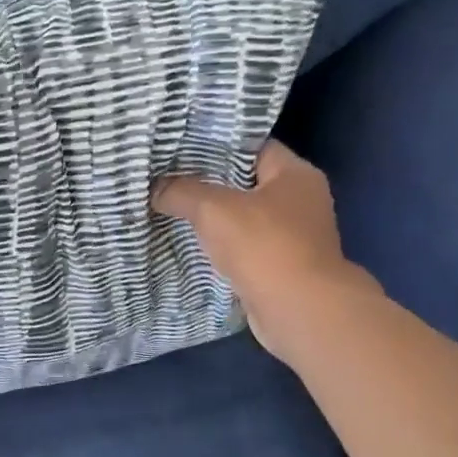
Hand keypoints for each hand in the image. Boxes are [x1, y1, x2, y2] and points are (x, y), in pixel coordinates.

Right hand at [151, 139, 376, 363]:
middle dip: (209, 184)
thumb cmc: (264, 246)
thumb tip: (156, 188)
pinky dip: (222, 247)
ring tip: (172, 211)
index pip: (252, 147)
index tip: (180, 150)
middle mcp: (301, 201)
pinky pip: (245, 248)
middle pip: (246, 183)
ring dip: (213, 219)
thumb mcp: (213, 209)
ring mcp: (294, 237)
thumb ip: (181, 192)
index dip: (216, 146)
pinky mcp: (282, 267)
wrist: (299, 310)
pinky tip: (191, 246)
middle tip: (168, 180)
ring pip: (244, 218)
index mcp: (295, 174)